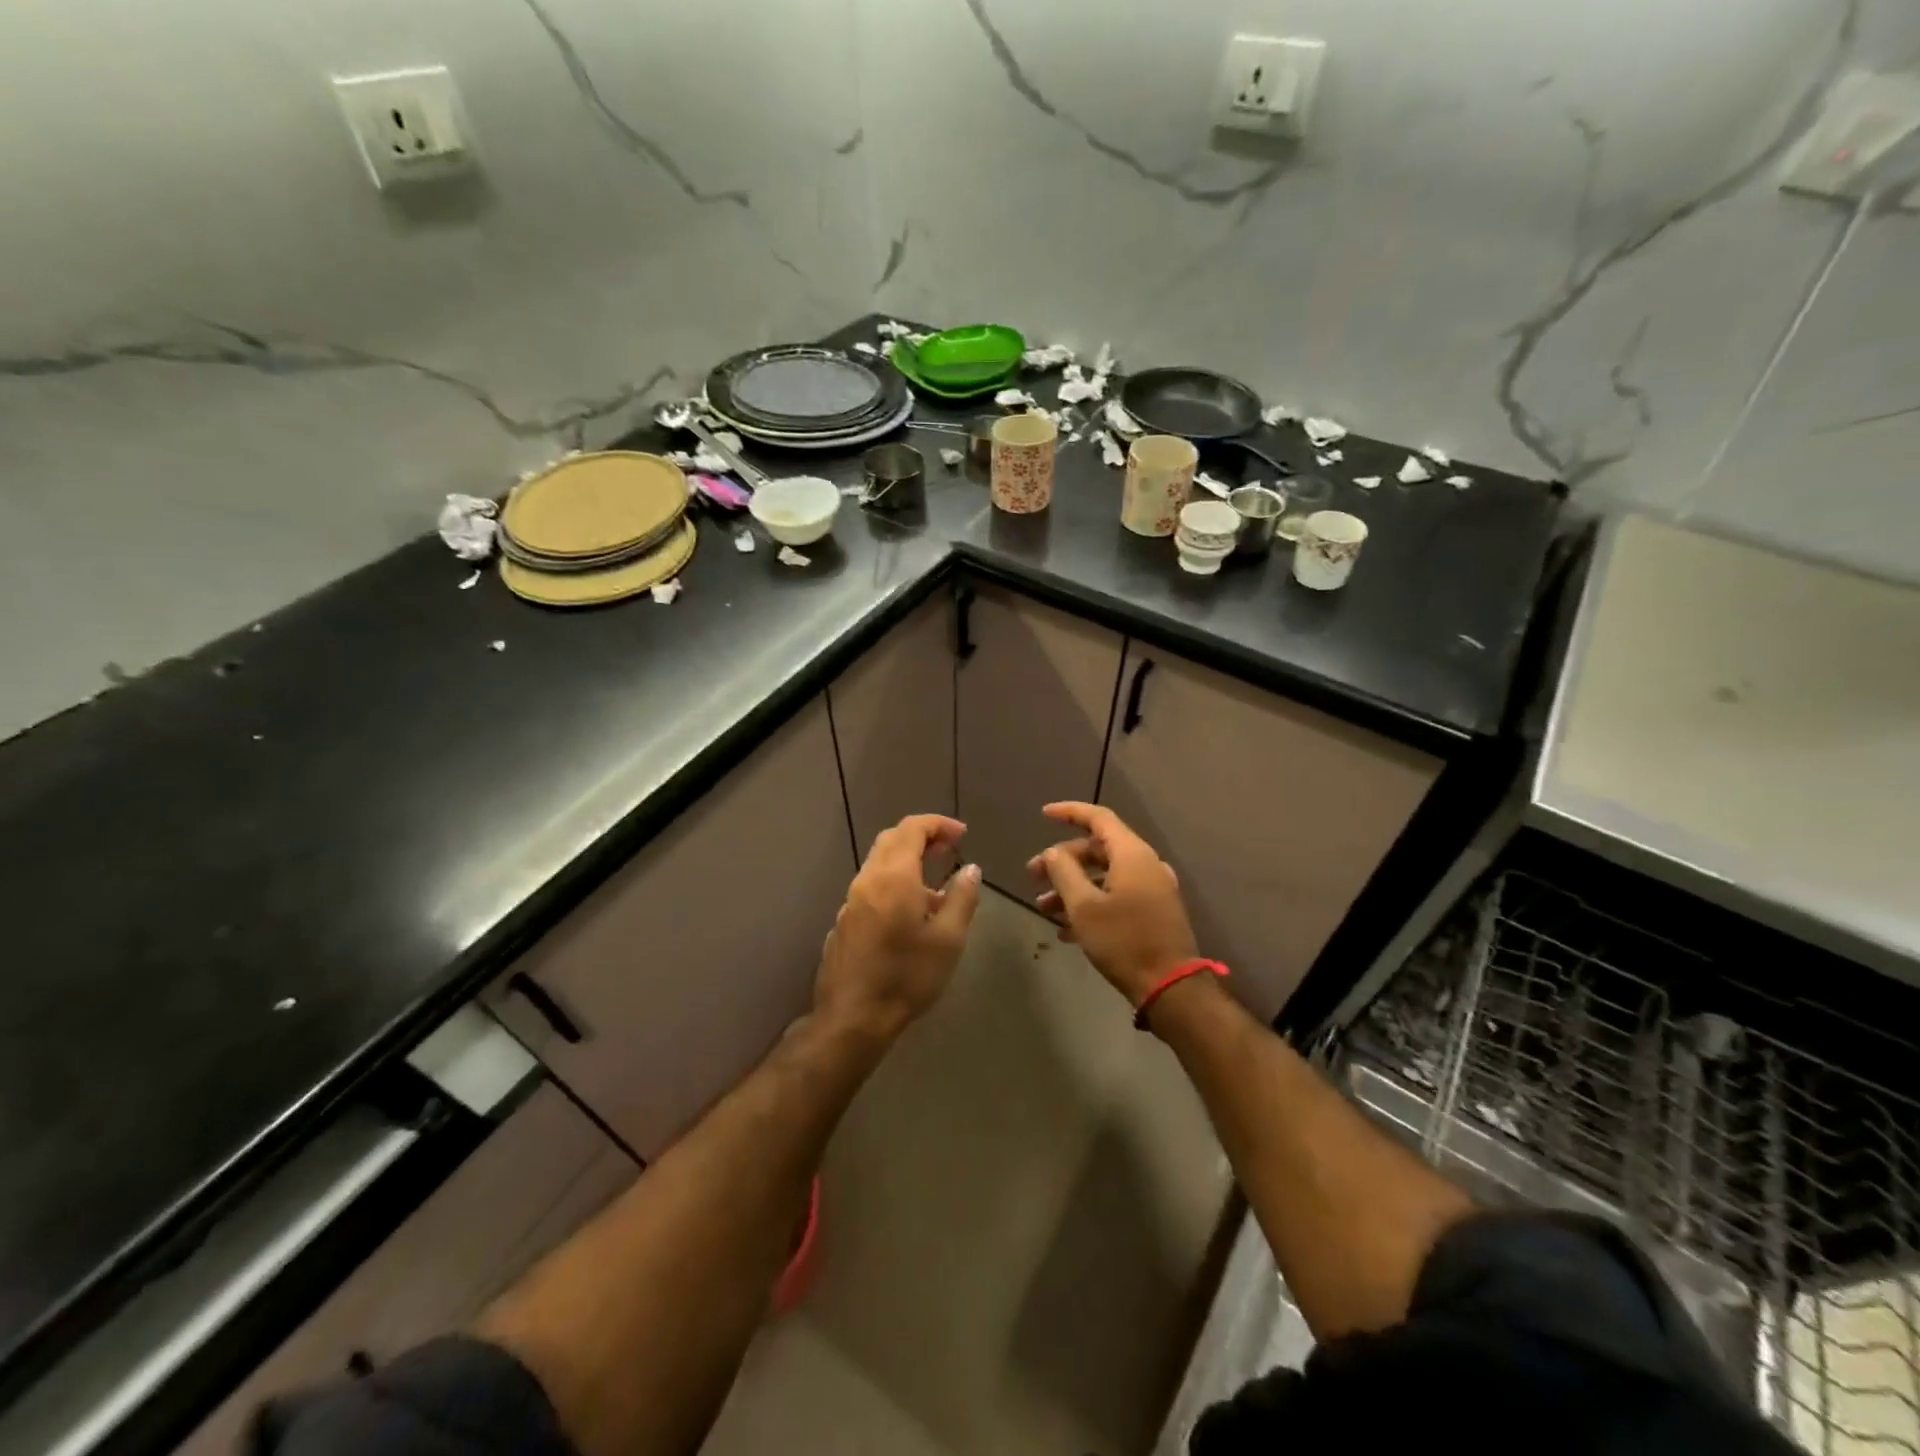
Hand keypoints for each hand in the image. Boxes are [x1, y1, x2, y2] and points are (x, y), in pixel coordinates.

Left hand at [815, 814, 981, 1042]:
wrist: (853, 1017)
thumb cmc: (907, 976)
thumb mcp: (948, 939)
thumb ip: (962, 898)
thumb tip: (970, 869)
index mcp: (894, 876)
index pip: (912, 828)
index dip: (938, 824)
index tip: (961, 834)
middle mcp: (868, 880)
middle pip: (891, 840)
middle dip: (921, 836)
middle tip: (949, 849)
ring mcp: (851, 901)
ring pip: (878, 863)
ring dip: (907, 860)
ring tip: (935, 884)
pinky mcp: (844, 921)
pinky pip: (871, 887)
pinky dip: (893, 882)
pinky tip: (909, 912)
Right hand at [1028, 802, 1197, 1006]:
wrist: (1170, 987)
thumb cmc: (1123, 941)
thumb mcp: (1083, 906)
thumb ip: (1064, 871)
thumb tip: (1053, 852)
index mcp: (1132, 854)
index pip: (1098, 817)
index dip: (1069, 812)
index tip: (1044, 814)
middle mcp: (1145, 864)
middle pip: (1098, 849)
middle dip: (1063, 861)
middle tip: (1033, 876)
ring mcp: (1152, 889)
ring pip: (1104, 876)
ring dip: (1073, 887)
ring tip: (1044, 908)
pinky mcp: (1154, 911)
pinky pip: (1116, 895)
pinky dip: (1091, 903)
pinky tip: (1066, 931)